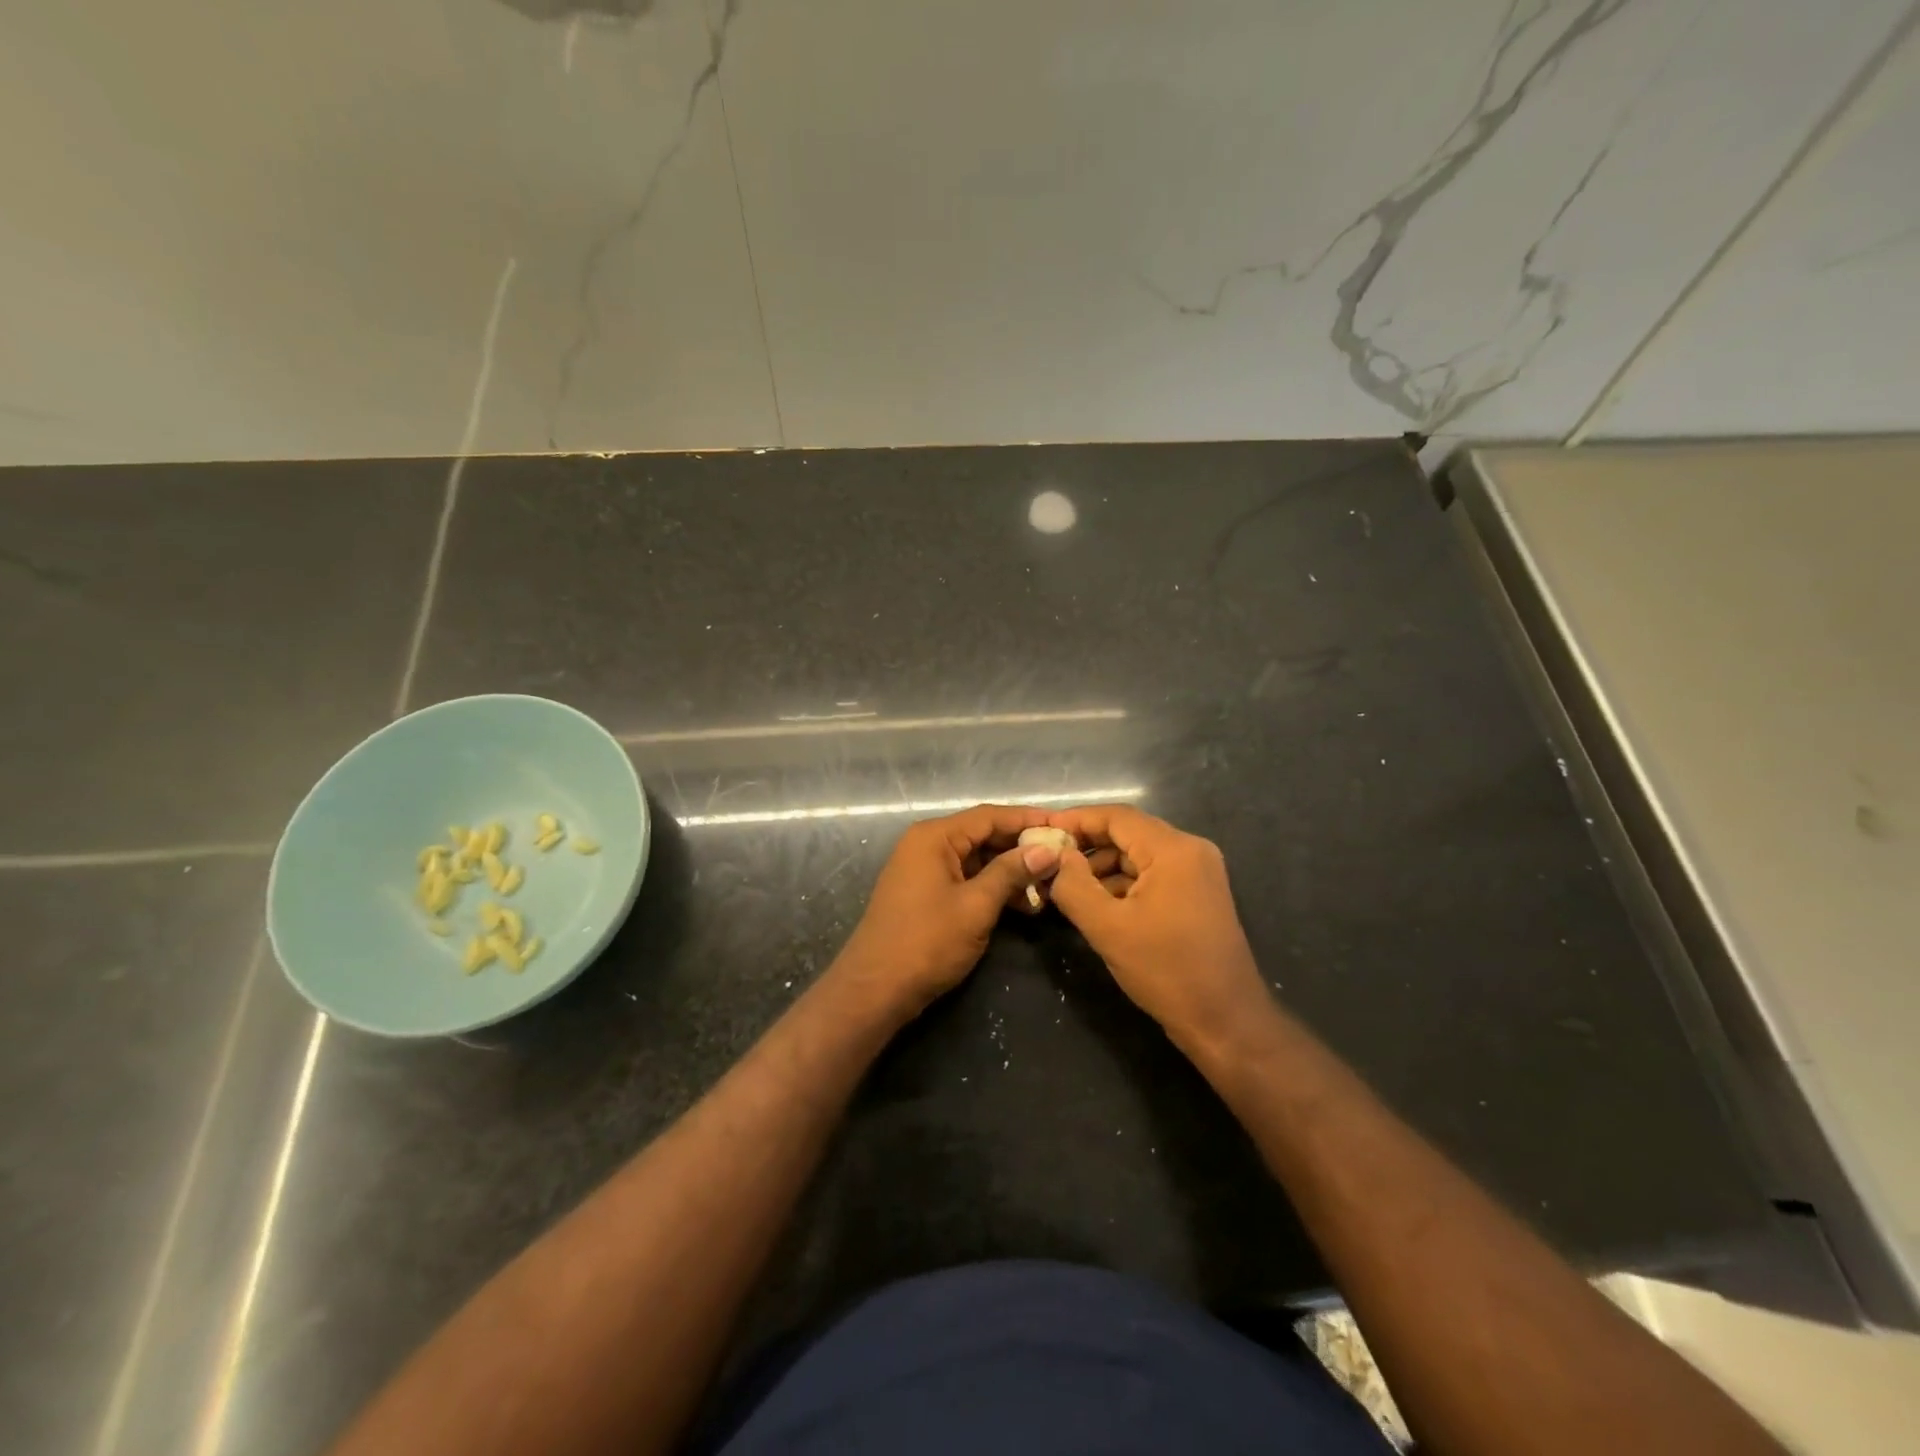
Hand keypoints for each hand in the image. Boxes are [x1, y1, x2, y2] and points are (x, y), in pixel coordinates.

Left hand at [835, 804, 1060, 1017]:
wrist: (875, 989)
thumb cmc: (927, 942)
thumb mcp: (976, 905)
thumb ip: (1011, 872)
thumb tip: (1047, 849)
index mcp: (935, 837)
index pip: (989, 816)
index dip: (1028, 819)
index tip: (1064, 826)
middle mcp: (927, 844)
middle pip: (983, 835)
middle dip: (1022, 847)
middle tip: (1062, 858)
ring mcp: (924, 869)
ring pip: (977, 859)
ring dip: (1010, 871)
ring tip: (1049, 886)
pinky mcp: (926, 893)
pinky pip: (966, 878)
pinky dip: (993, 887)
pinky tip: (1023, 904)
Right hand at [1045, 805, 1271, 1056]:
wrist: (1226, 1022)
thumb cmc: (1166, 970)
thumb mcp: (1107, 928)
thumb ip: (1073, 885)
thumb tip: (1054, 856)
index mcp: (1173, 850)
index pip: (1116, 817)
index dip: (1076, 820)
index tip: (1041, 830)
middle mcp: (1191, 850)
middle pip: (1129, 833)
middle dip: (1088, 846)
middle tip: (1049, 861)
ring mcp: (1199, 872)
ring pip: (1139, 855)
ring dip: (1104, 867)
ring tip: (1066, 887)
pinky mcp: (1198, 894)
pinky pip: (1153, 875)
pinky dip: (1124, 884)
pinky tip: (1097, 904)